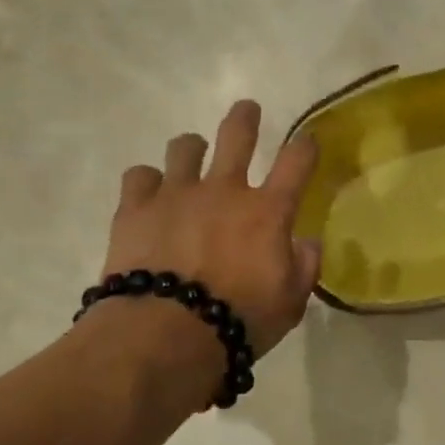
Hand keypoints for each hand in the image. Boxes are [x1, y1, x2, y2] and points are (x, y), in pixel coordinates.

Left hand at [104, 100, 321, 356]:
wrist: (166, 335)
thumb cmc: (238, 323)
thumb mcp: (289, 305)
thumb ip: (303, 268)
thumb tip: (308, 243)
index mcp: (267, 212)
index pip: (296, 163)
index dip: (305, 146)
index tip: (308, 139)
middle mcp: (224, 190)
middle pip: (237, 135)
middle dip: (245, 119)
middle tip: (247, 110)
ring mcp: (176, 193)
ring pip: (184, 147)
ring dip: (192, 150)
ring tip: (191, 158)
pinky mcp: (135, 208)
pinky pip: (140, 175)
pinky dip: (148, 182)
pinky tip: (149, 196)